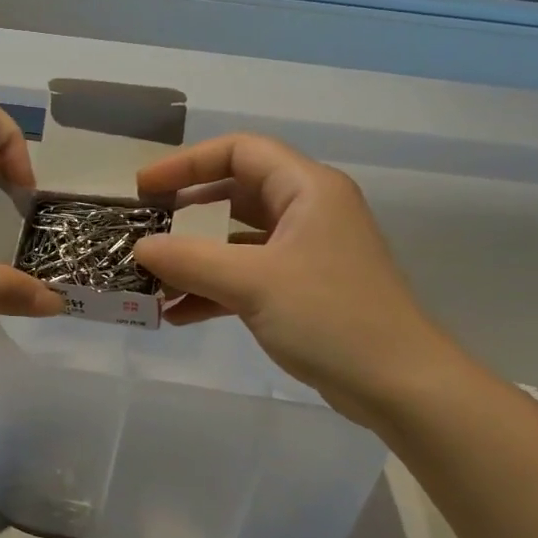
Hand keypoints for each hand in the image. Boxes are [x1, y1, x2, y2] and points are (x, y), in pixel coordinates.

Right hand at [130, 135, 469, 423]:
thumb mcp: (253, 283)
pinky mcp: (301, 290)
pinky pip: (246, 276)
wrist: (398, 385)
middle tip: (143, 229)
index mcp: (307, 189)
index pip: (239, 152)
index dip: (186, 163)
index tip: (144, 187)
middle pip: (234, 194)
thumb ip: (191, 260)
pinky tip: (177, 314)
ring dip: (194, 258)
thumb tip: (139, 248)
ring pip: (236, 240)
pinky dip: (212, 290)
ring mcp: (305, 253)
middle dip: (185, 213)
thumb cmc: (330, 317)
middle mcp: (307, 211)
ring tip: (151, 280)